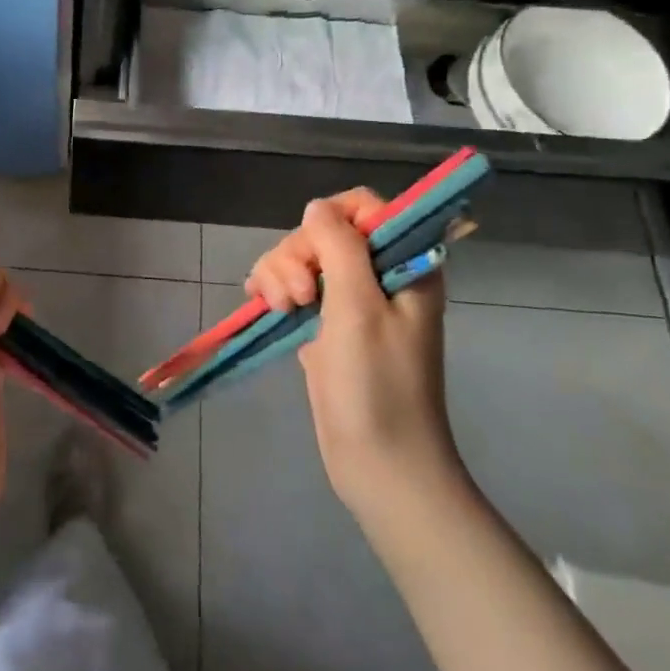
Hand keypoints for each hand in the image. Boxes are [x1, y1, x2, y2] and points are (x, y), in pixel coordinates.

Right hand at [246, 189, 457, 518]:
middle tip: (301, 298)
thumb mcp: (358, 306)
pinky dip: (274, 290)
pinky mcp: (323, 324)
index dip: (331, 220)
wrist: (379, 462)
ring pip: (300, 259)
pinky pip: (291, 287)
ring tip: (283, 311)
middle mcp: (377, 275)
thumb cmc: (378, 383)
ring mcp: (348, 301)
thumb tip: (317, 207)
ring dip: (281, 275)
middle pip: (323, 232)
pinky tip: (264, 306)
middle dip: (298, 255)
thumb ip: (339, 246)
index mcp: (404, 263)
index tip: (315, 253)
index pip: (365, 208)